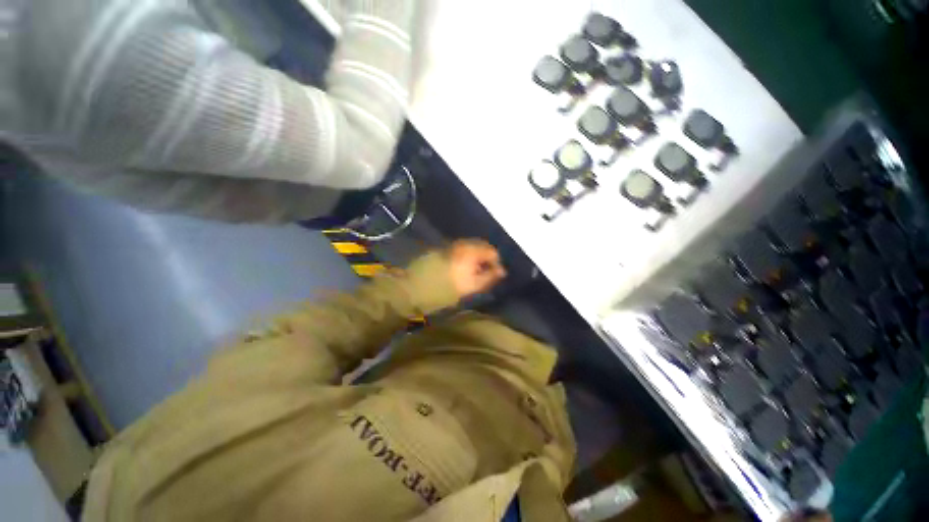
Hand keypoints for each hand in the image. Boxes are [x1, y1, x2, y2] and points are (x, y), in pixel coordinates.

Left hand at [447, 240, 506, 299]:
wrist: (427, 283)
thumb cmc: (454, 284)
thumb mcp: (475, 283)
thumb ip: (490, 276)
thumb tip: (502, 271)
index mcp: (473, 250)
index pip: (492, 252)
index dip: (496, 263)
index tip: (495, 274)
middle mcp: (465, 243)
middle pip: (483, 246)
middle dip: (488, 258)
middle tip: (487, 271)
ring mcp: (456, 244)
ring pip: (474, 246)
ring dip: (479, 255)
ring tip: (477, 270)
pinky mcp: (448, 247)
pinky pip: (465, 248)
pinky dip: (470, 254)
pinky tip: (467, 265)